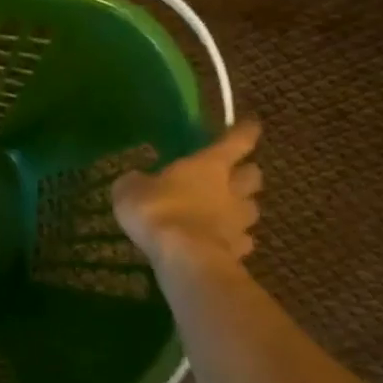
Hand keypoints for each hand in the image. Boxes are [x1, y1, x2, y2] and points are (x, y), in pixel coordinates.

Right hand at [112, 119, 262, 275]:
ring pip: (251, 208)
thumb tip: (135, 180)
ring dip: (241, 208)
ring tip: (226, 213)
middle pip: (253, 175)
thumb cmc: (158, 210)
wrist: (184, 257)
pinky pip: (242, 241)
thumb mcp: (130, 190)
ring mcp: (239, 221)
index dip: (244, 131)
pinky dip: (234, 241)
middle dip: (246, 173)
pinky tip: (220, 244)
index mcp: (209, 165)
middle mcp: (231, 189)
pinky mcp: (239, 251)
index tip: (250, 125)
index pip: (237, 141)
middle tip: (233, 176)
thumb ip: (136, 182)